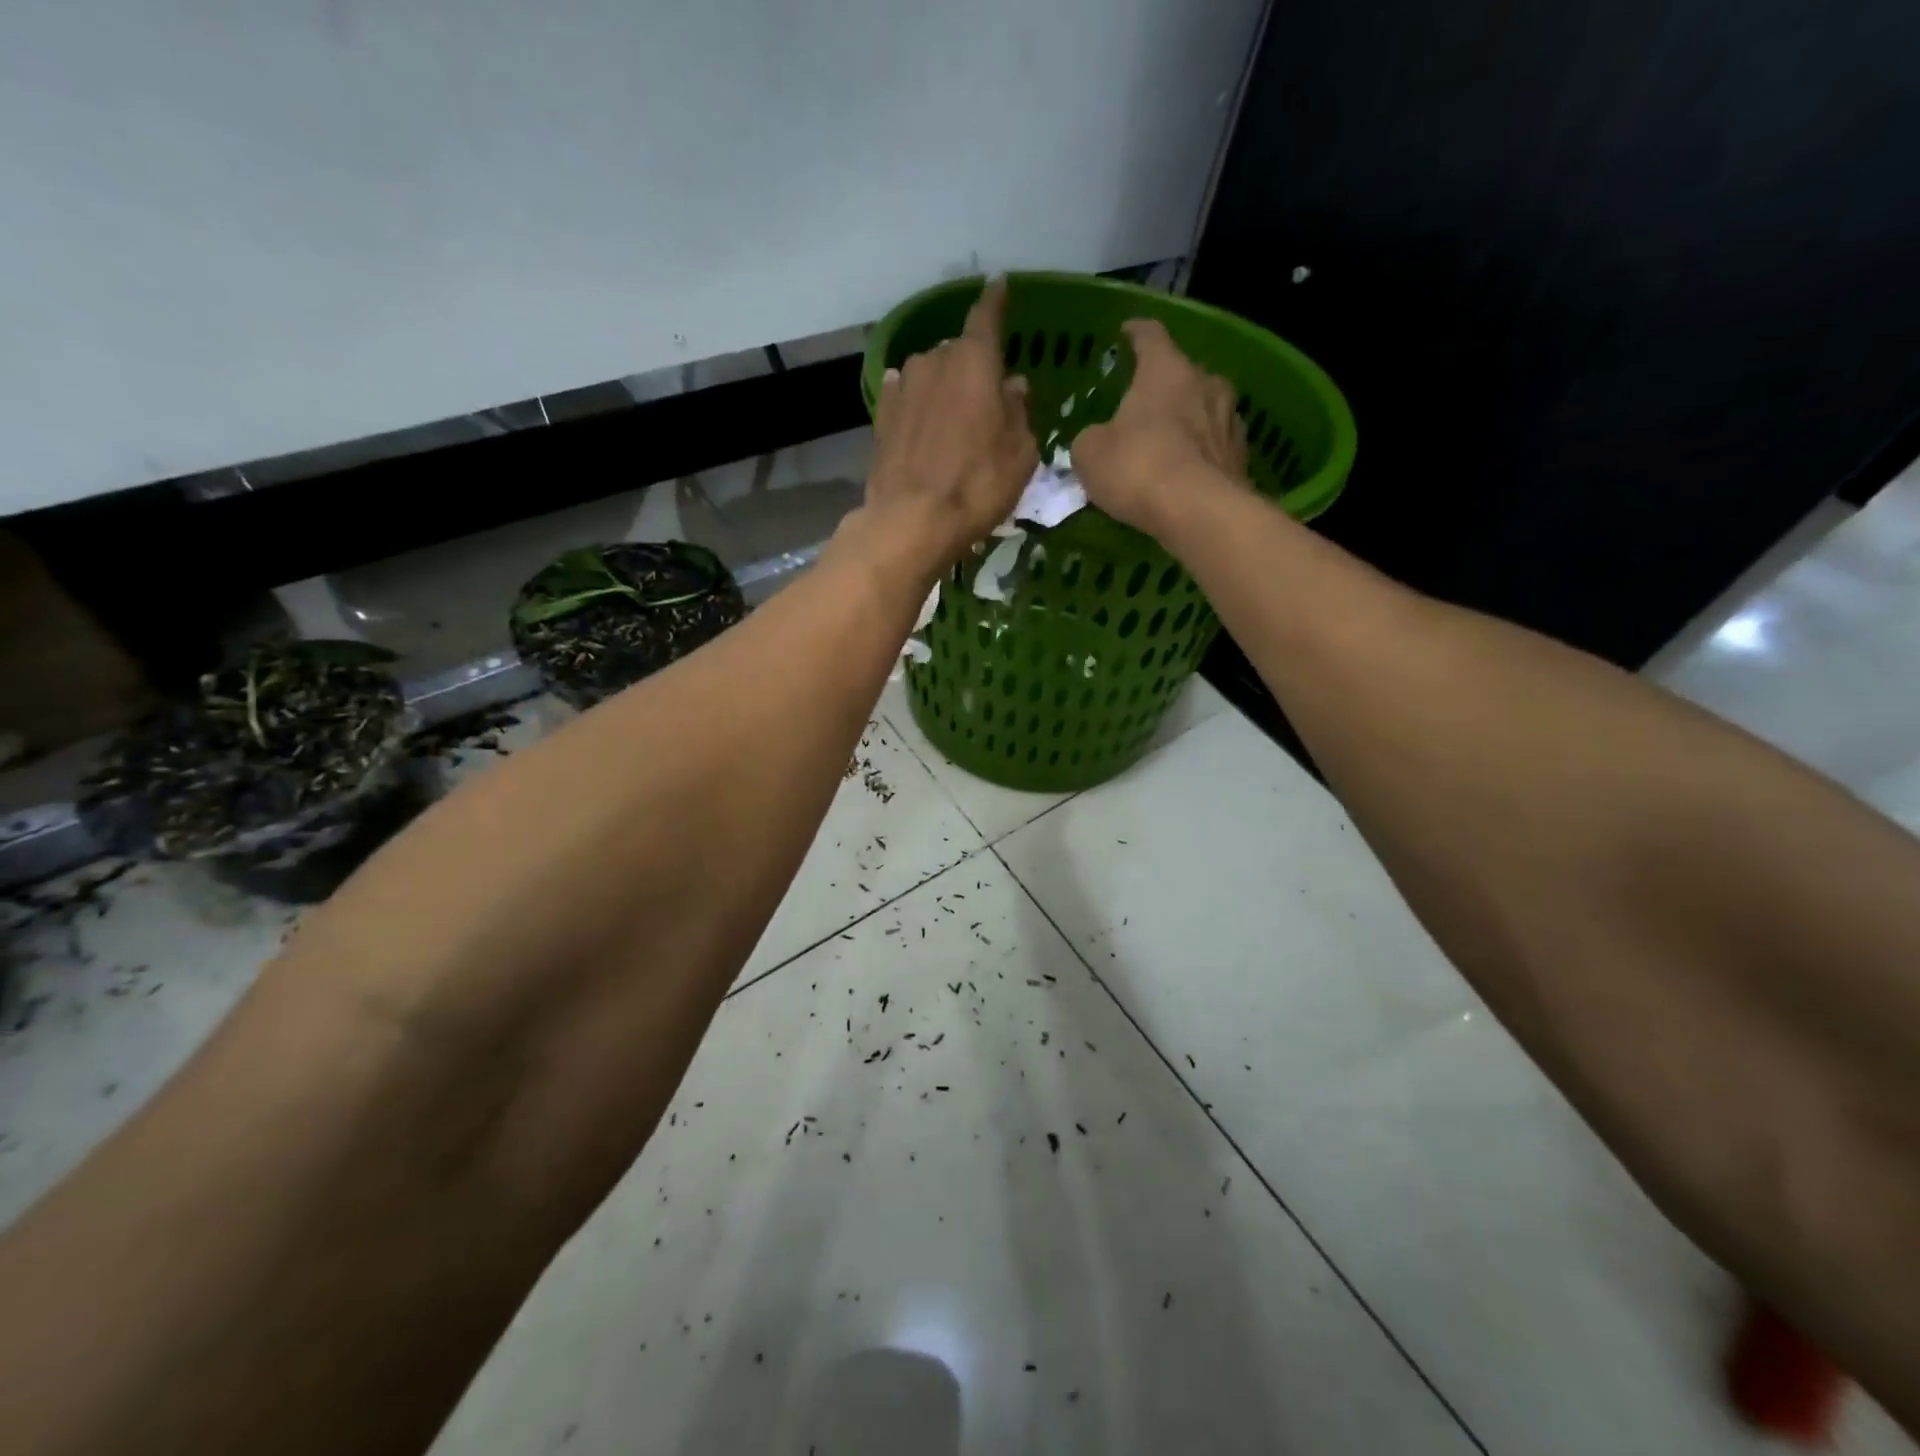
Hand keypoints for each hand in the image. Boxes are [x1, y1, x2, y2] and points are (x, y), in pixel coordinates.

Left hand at [863, 278, 1038, 574]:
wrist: (912, 521)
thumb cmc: (978, 485)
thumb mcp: (1020, 453)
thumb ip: (1019, 411)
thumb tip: (1013, 385)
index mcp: (974, 362)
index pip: (986, 317)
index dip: (996, 301)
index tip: (1000, 285)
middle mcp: (934, 362)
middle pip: (957, 352)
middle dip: (972, 367)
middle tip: (985, 397)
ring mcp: (902, 388)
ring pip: (929, 374)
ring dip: (942, 387)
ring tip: (952, 418)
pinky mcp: (881, 418)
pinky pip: (904, 397)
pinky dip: (916, 402)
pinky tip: (919, 416)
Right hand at [1073, 319, 1247, 534]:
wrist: (1199, 512)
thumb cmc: (1138, 468)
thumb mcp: (1090, 454)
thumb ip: (1091, 440)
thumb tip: (1097, 441)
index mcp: (1166, 370)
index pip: (1150, 336)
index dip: (1136, 333)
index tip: (1127, 333)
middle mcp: (1206, 383)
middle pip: (1183, 375)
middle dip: (1164, 387)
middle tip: (1145, 405)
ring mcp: (1230, 419)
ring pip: (1205, 410)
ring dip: (1188, 421)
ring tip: (1168, 443)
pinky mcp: (1242, 457)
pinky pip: (1215, 447)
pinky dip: (1201, 455)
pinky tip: (1187, 474)